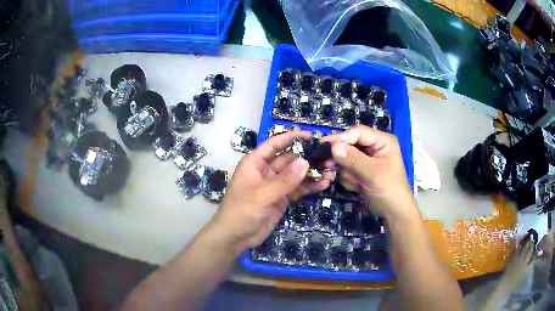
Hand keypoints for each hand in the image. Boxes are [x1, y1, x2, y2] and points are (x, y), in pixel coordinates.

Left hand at [210, 131, 331, 254]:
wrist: (235, 237)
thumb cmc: (241, 211)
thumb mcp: (262, 195)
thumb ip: (284, 180)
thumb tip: (305, 162)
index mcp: (255, 163)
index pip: (274, 144)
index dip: (291, 138)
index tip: (311, 136)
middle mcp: (266, 171)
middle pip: (289, 159)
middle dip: (307, 157)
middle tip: (328, 157)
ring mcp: (275, 185)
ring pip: (296, 174)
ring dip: (311, 173)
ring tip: (330, 172)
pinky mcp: (282, 198)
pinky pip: (297, 189)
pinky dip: (309, 186)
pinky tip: (323, 184)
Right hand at [322, 125, 414, 218]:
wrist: (393, 212)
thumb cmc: (389, 190)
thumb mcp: (372, 173)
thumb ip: (353, 159)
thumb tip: (333, 147)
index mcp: (382, 141)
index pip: (358, 132)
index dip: (341, 138)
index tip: (324, 145)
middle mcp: (374, 147)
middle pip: (349, 144)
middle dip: (343, 158)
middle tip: (327, 165)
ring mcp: (366, 159)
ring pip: (345, 158)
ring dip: (347, 172)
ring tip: (356, 183)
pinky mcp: (360, 171)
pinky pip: (346, 170)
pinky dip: (348, 179)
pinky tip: (357, 187)